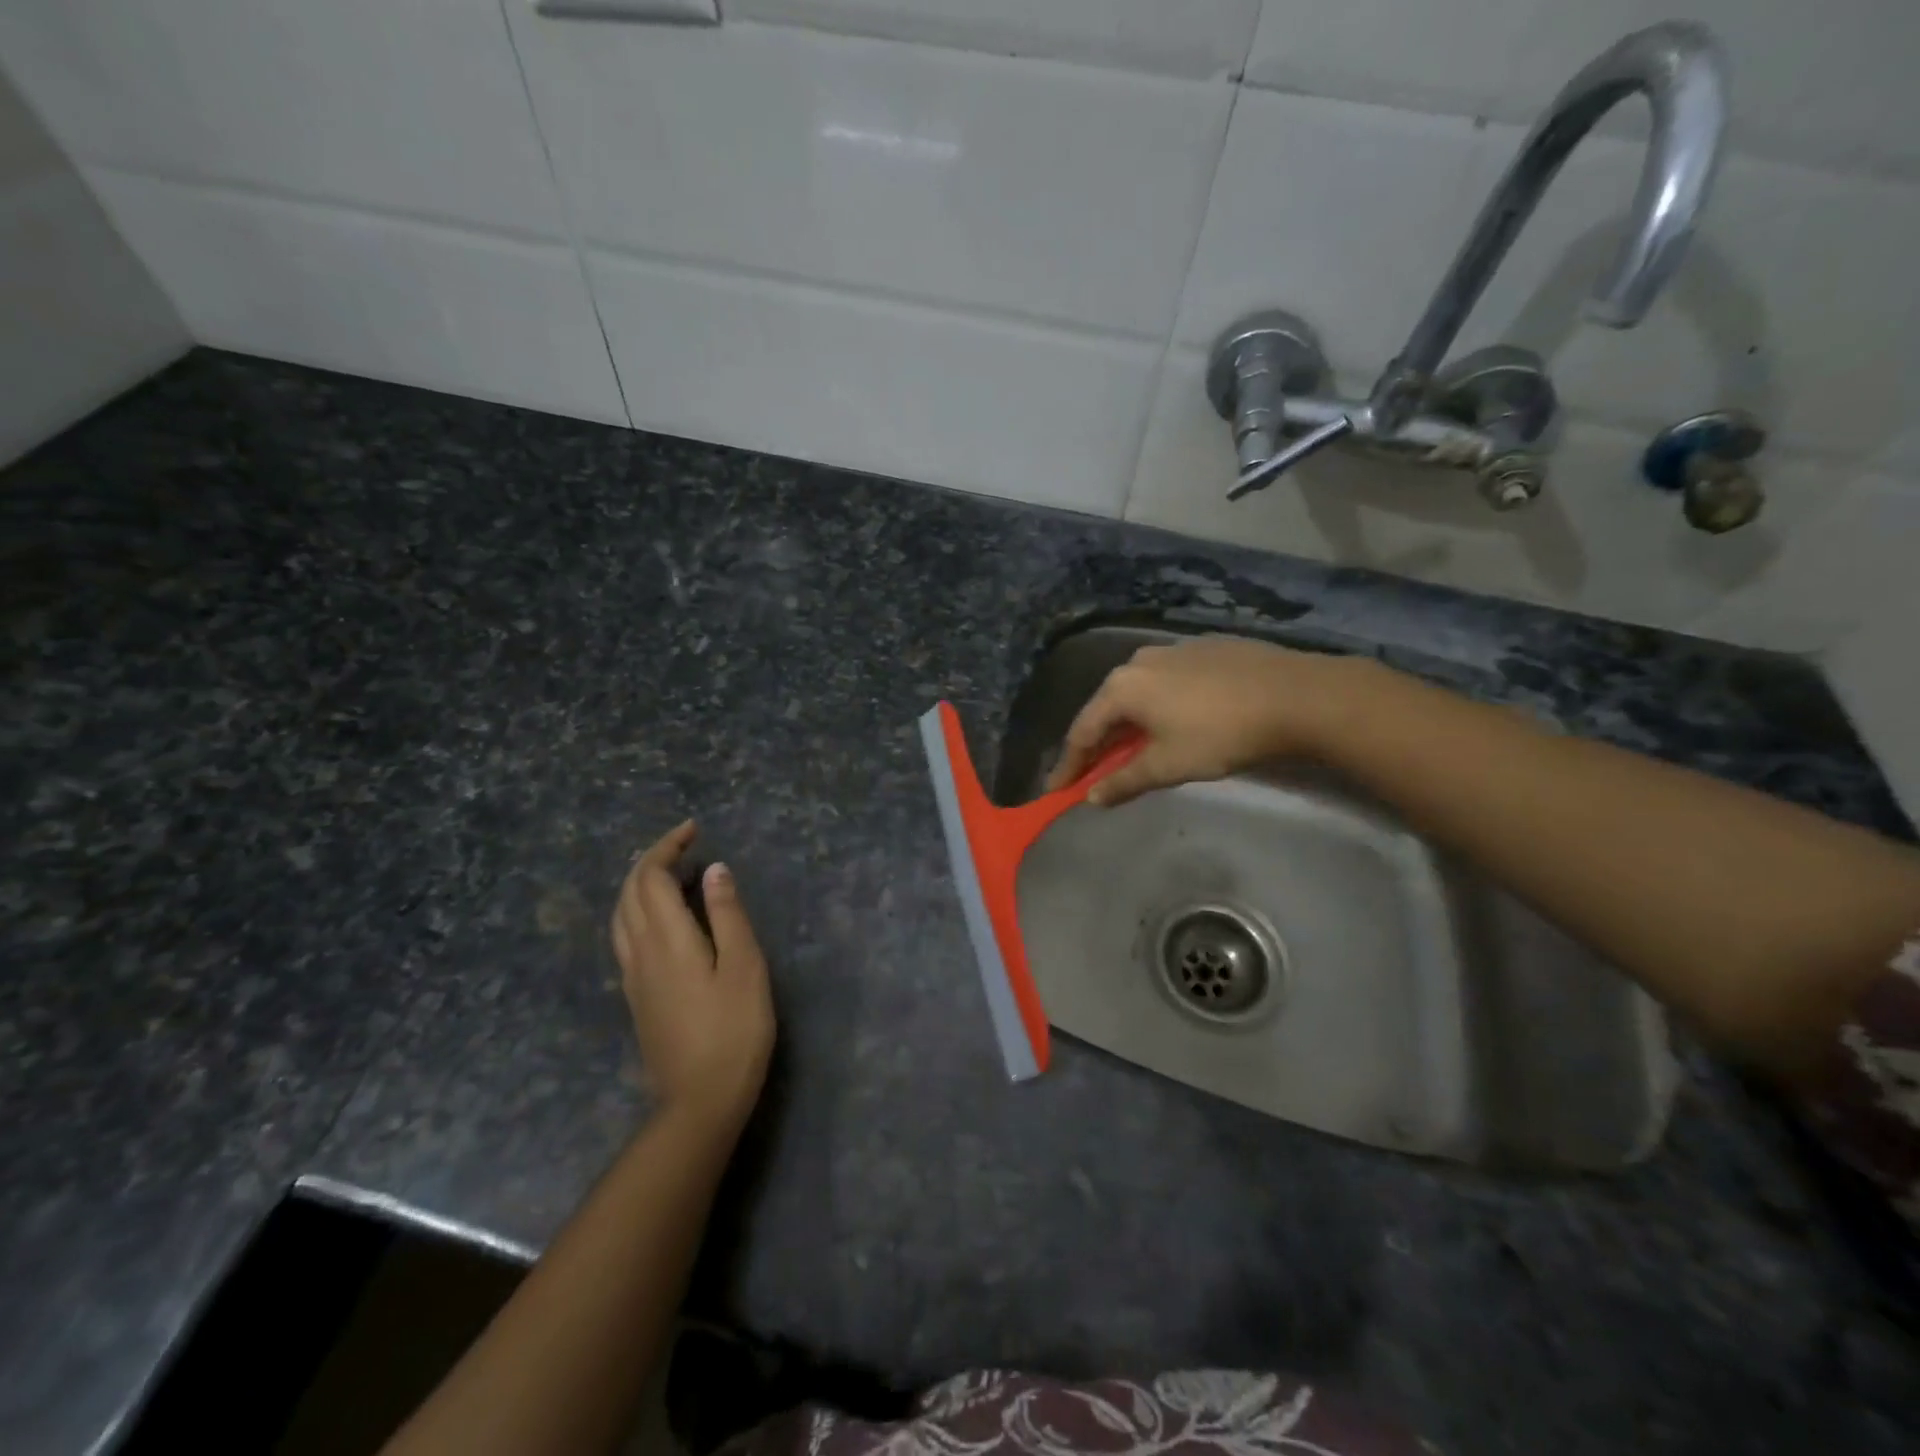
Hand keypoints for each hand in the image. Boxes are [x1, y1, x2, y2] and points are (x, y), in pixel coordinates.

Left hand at [611, 821, 774, 1133]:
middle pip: (629, 892)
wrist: (699, 1100)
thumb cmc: (734, 1029)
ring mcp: (633, 976)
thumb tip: (713, 869)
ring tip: (670, 872)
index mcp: (667, 939)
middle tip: (685, 844)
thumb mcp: (744, 966)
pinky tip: (661, 918)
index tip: (693, 829)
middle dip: (651, 859)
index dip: (668, 846)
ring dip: (639, 883)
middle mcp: (640, 951)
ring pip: (621, 914)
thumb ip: (726, 914)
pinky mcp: (636, 996)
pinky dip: (637, 909)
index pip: (651, 877)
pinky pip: (625, 935)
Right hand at [1045, 637, 1361, 806]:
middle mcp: (1138, 661)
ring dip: (1128, 724)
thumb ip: (1124, 781)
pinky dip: (1157, 706)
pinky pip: (1165, 682)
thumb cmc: (1221, 734)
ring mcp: (1172, 649)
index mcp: (1122, 688)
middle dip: (1098, 743)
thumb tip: (1092, 797)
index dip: (1069, 765)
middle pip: (1107, 709)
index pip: (1082, 732)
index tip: (1057, 790)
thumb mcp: (1168, 765)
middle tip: (1092, 772)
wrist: (1296, 695)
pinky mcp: (1203, 648)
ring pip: (1137, 693)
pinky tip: (1173, 721)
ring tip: (1132, 749)